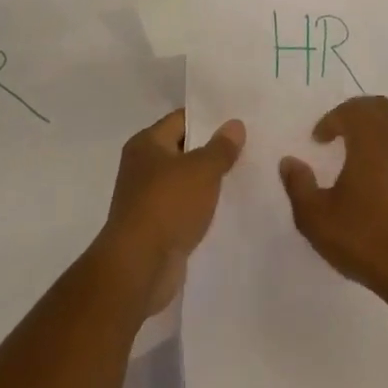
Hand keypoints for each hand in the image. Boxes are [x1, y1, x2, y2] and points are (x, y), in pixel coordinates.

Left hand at [97, 109, 243, 316]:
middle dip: (212, 150)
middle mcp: (142, 167)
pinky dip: (202, 207)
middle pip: (183, 150)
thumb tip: (234, 124)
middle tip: (248, 145)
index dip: (209, 118)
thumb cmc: (168, 206)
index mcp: (146, 144)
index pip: (182, 119)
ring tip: (244, 174)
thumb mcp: (202, 170)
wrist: (139, 269)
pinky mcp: (156, 227)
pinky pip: (184, 208)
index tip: (238, 120)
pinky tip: (228, 206)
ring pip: (186, 181)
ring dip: (209, 181)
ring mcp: (147, 199)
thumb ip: (221, 147)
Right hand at [279, 95, 387, 302]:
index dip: (332, 119)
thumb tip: (289, 162)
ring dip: (378, 136)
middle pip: (381, 108)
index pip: (352, 110)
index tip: (318, 140)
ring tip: (360, 162)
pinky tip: (384, 189)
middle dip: (358, 114)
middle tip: (340, 134)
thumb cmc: (366, 239)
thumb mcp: (318, 219)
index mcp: (372, 140)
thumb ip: (299, 186)